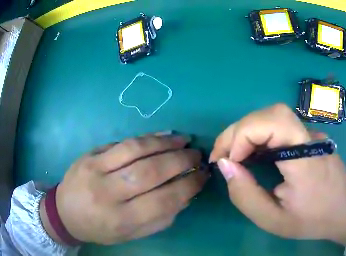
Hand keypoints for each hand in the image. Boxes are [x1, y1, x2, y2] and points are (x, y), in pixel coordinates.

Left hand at [41, 133, 208, 244]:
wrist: (66, 211)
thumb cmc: (100, 228)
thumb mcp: (131, 234)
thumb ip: (158, 219)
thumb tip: (184, 196)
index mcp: (121, 220)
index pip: (162, 201)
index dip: (188, 186)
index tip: (203, 176)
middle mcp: (108, 193)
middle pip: (150, 172)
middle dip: (180, 161)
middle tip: (197, 155)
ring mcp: (96, 169)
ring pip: (136, 150)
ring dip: (165, 144)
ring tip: (184, 140)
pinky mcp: (91, 154)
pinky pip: (122, 142)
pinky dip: (147, 137)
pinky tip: (162, 135)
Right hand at [209, 104, 345, 251]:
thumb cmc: (313, 220)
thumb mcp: (273, 220)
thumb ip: (245, 195)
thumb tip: (224, 164)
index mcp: (305, 159)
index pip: (273, 122)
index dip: (243, 135)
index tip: (229, 161)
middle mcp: (310, 138)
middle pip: (270, 114)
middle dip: (238, 131)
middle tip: (222, 156)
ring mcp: (312, 135)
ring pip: (272, 117)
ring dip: (246, 132)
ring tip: (233, 156)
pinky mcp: (309, 138)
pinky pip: (279, 127)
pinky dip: (258, 135)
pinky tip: (252, 154)